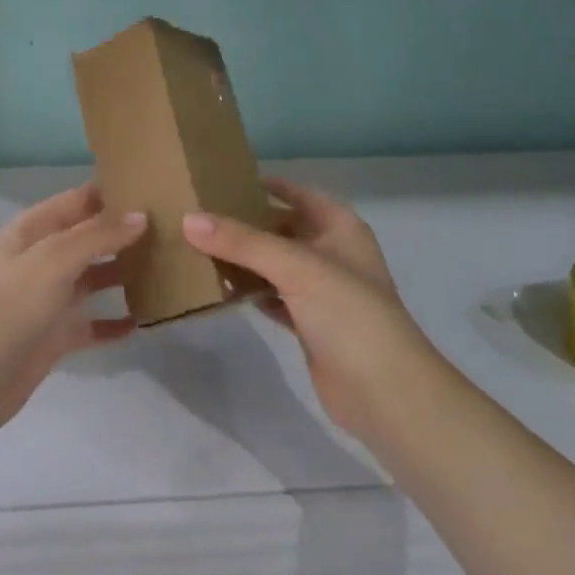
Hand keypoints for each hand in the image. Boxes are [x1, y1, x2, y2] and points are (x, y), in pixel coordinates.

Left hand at [0, 184, 144, 432]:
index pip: (80, 200)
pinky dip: (114, 322)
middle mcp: (43, 258)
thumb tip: (141, 215)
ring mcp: (49, 297)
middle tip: (170, 229)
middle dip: (124, 233)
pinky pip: (92, 323)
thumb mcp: (55, 258)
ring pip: (94, 278)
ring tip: (166, 268)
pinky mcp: (56, 335)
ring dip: (123, 274)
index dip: (113, 194)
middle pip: (90, 237)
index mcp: (34, 229)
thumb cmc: (12, 305)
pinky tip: (142, 321)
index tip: (155, 191)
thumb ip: (99, 235)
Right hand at [184, 178, 436, 441]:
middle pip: (283, 229)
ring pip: (276, 265)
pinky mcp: (311, 325)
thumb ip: (242, 242)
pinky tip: (221, 289)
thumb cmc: (349, 313)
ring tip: (200, 248)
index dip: (267, 185)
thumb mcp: (295, 266)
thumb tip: (188, 219)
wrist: (386, 393)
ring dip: (245, 260)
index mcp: (340, 227)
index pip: (299, 194)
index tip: (224, 181)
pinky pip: (274, 297)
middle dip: (247, 224)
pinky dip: (251, 292)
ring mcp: (323, 292)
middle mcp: (333, 253)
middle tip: (200, 216)